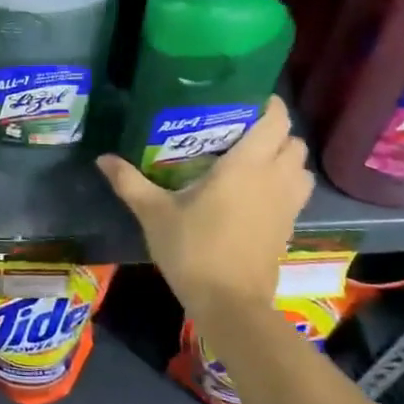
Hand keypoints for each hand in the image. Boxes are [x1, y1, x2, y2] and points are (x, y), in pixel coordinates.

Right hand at [96, 96, 312, 313]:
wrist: (230, 305)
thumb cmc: (193, 250)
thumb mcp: (154, 213)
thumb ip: (129, 181)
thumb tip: (102, 158)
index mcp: (246, 166)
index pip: (274, 121)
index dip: (267, 105)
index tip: (246, 98)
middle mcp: (274, 179)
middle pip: (293, 142)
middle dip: (275, 132)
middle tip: (241, 130)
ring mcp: (286, 206)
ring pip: (301, 169)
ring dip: (286, 159)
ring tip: (253, 159)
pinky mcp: (289, 228)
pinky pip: (297, 193)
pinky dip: (286, 184)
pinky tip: (255, 192)